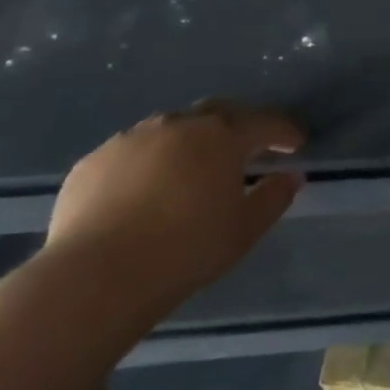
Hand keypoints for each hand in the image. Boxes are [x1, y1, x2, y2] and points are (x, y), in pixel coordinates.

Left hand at [45, 99, 303, 311]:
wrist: (95, 277)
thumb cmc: (185, 250)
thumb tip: (292, 176)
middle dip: (237, 124)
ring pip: (171, 128)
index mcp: (221, 136)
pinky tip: (144, 190)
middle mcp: (178, 125)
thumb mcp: (244, 229)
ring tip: (192, 168)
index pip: (263, 123)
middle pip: (217, 112)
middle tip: (248, 145)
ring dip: (189, 141)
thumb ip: (274, 197)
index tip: (296, 143)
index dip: (283, 131)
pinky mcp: (93, 161)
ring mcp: (131, 139)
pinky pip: (131, 152)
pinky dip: (147, 162)